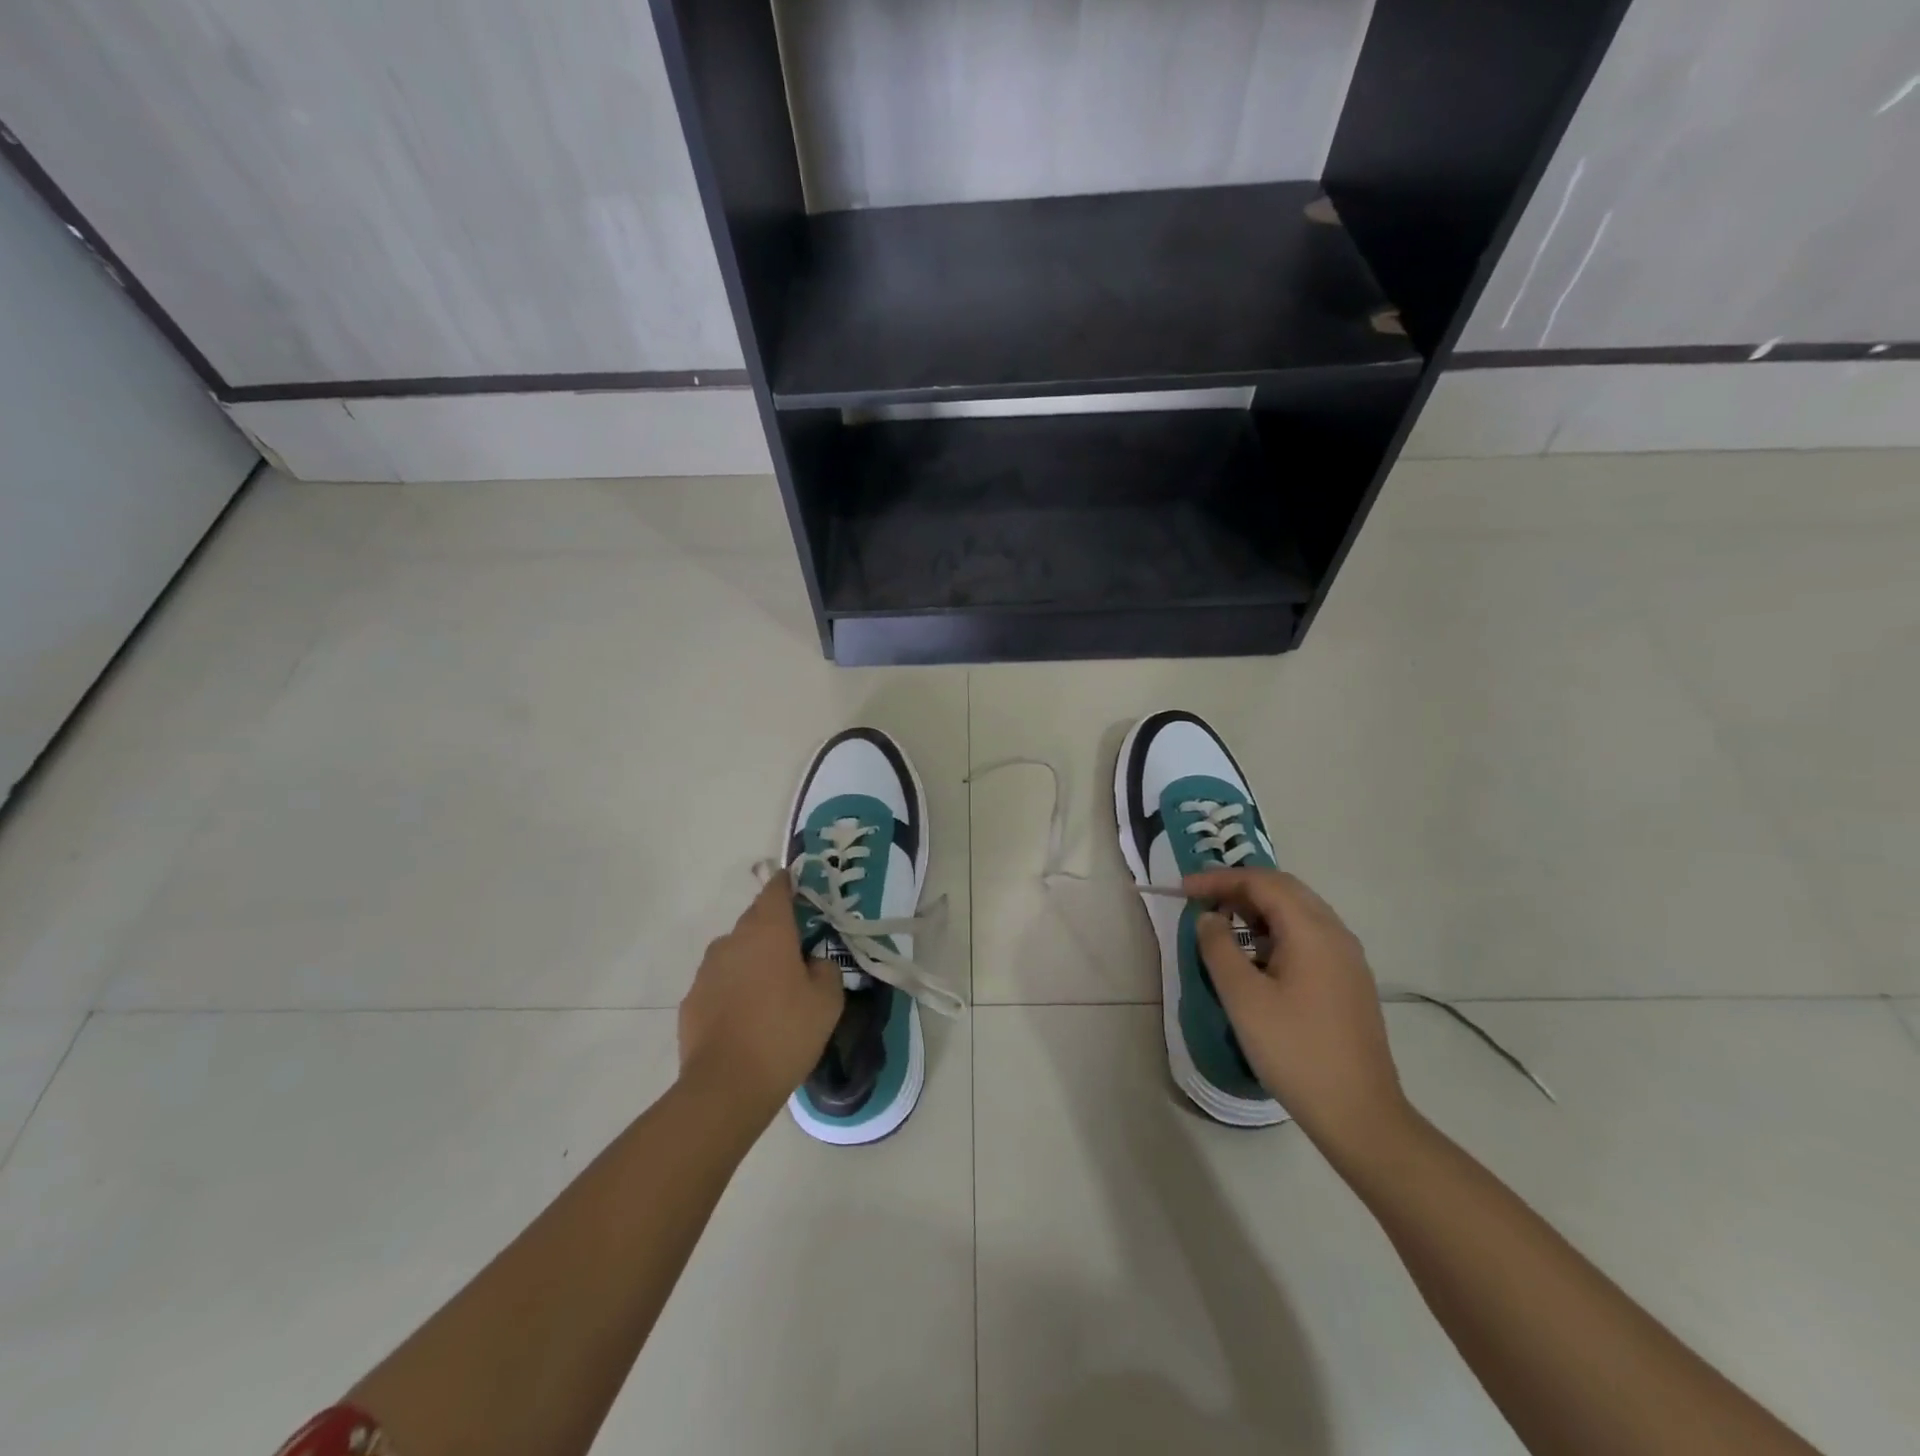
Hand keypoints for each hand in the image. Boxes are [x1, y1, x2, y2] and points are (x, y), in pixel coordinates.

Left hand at [678, 871, 843, 1123]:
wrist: (726, 1087)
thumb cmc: (785, 1033)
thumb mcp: (827, 1001)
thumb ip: (825, 969)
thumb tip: (812, 962)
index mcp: (768, 931)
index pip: (776, 890)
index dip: (788, 885)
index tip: (799, 889)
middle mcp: (733, 940)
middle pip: (756, 921)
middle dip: (775, 930)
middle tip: (797, 954)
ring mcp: (707, 970)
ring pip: (736, 952)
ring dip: (753, 961)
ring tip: (772, 994)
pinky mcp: (691, 999)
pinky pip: (720, 982)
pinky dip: (734, 989)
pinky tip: (747, 1019)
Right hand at [1185, 868, 1410, 1150]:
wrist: (1359, 1113)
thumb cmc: (1294, 1050)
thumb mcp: (1243, 998)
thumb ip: (1219, 947)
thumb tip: (1209, 918)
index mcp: (1312, 931)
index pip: (1262, 882)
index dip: (1219, 879)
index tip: (1183, 888)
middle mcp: (1335, 934)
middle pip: (1284, 890)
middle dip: (1239, 887)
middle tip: (1201, 898)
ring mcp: (1347, 958)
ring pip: (1298, 912)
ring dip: (1258, 909)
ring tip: (1222, 924)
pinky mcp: (1349, 981)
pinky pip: (1308, 936)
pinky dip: (1276, 931)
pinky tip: (1256, 957)